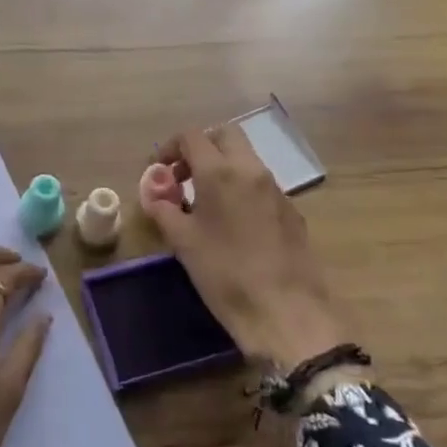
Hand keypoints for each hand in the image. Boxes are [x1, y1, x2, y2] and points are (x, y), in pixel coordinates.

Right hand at [142, 125, 347, 370]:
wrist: (286, 312)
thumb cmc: (225, 274)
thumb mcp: (183, 242)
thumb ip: (164, 210)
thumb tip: (153, 194)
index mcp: (220, 171)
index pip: (192, 136)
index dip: (171, 147)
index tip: (160, 170)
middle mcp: (251, 170)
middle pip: (225, 135)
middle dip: (202, 147)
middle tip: (184, 176)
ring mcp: (276, 189)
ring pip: (246, 158)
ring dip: (223, 166)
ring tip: (206, 202)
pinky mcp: (292, 211)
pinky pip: (261, 184)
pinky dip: (242, 187)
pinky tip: (234, 223)